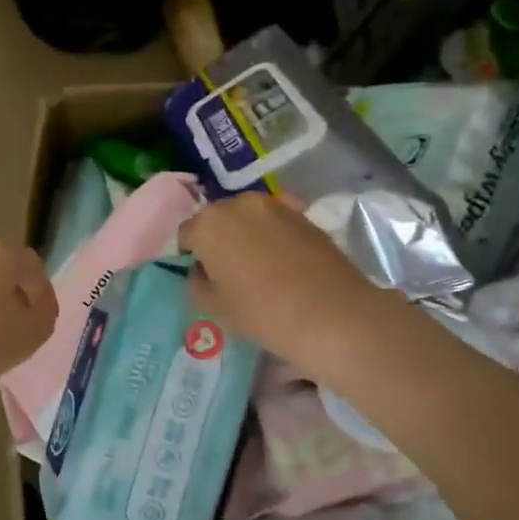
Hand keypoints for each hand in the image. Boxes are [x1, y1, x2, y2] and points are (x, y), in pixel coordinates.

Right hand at [180, 194, 380, 378]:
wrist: (332, 314)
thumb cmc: (262, 313)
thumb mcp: (214, 308)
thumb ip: (196, 284)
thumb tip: (200, 272)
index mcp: (208, 224)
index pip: (185, 234)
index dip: (189, 256)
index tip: (201, 276)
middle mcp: (238, 204)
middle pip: (217, 219)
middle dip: (217, 239)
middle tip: (227, 271)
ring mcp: (275, 205)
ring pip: (248, 217)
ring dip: (246, 234)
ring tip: (257, 265)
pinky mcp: (305, 214)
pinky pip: (276, 222)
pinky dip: (273, 234)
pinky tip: (282, 259)